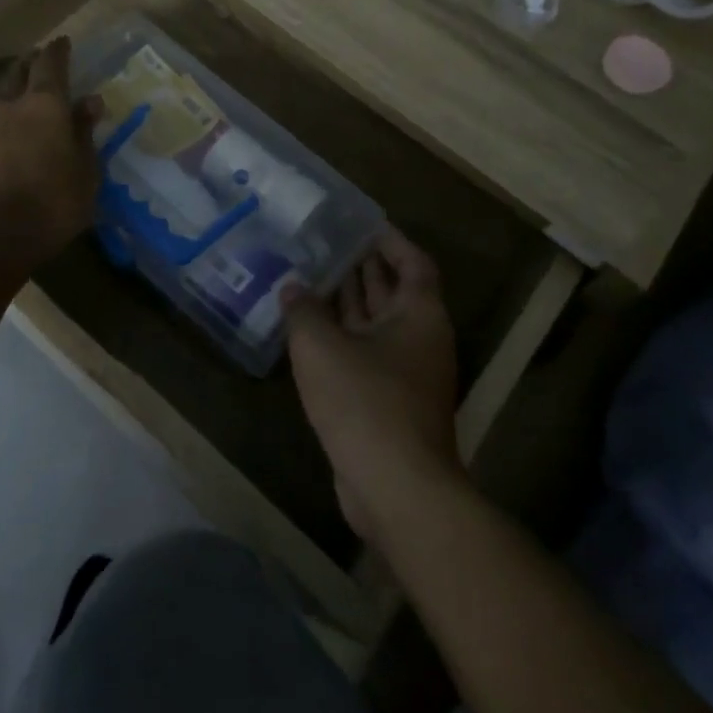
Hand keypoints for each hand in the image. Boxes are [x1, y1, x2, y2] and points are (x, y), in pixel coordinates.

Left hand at [0, 38, 100, 266]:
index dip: (58, 52)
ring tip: (26, 96)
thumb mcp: (85, 169)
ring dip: (13, 92)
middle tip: (40, 62)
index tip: (63, 41)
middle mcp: (13, 108)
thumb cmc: (52, 199)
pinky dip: (7, 122)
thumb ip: (85, 133)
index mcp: (45, 104)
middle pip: (19, 75)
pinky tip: (15, 135)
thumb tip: (91, 101)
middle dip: (31, 65)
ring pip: (1, 99)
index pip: (51, 65)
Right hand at [284, 226, 461, 542]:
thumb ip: (304, 310)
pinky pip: (366, 355)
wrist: (395, 488)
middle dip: (362, 268)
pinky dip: (342, 338)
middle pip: (394, 291)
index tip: (360, 224)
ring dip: (348, 303)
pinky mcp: (389, 403)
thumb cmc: (365, 401)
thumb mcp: (322, 346)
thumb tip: (293, 287)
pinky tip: (309, 332)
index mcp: (419, 314)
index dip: (389, 240)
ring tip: (311, 276)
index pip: (413, 262)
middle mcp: (420, 339)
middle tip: (325, 244)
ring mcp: (407, 374)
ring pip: (377, 325)